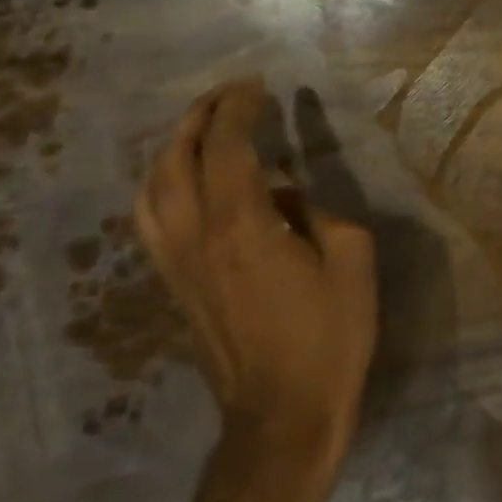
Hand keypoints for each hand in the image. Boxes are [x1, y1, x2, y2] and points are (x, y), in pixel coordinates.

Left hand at [135, 78, 376, 460]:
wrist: (281, 416)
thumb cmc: (329, 336)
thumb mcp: (351, 260)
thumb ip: (319, 212)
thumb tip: (287, 195)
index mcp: (243, 227)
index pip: (227, 147)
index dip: (239, 108)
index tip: (258, 85)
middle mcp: (196, 238)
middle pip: (176, 159)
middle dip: (199, 116)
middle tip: (231, 94)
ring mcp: (177, 265)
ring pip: (151, 189)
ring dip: (172, 148)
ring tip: (203, 129)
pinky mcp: (174, 286)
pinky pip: (152, 220)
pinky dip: (163, 185)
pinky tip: (187, 182)